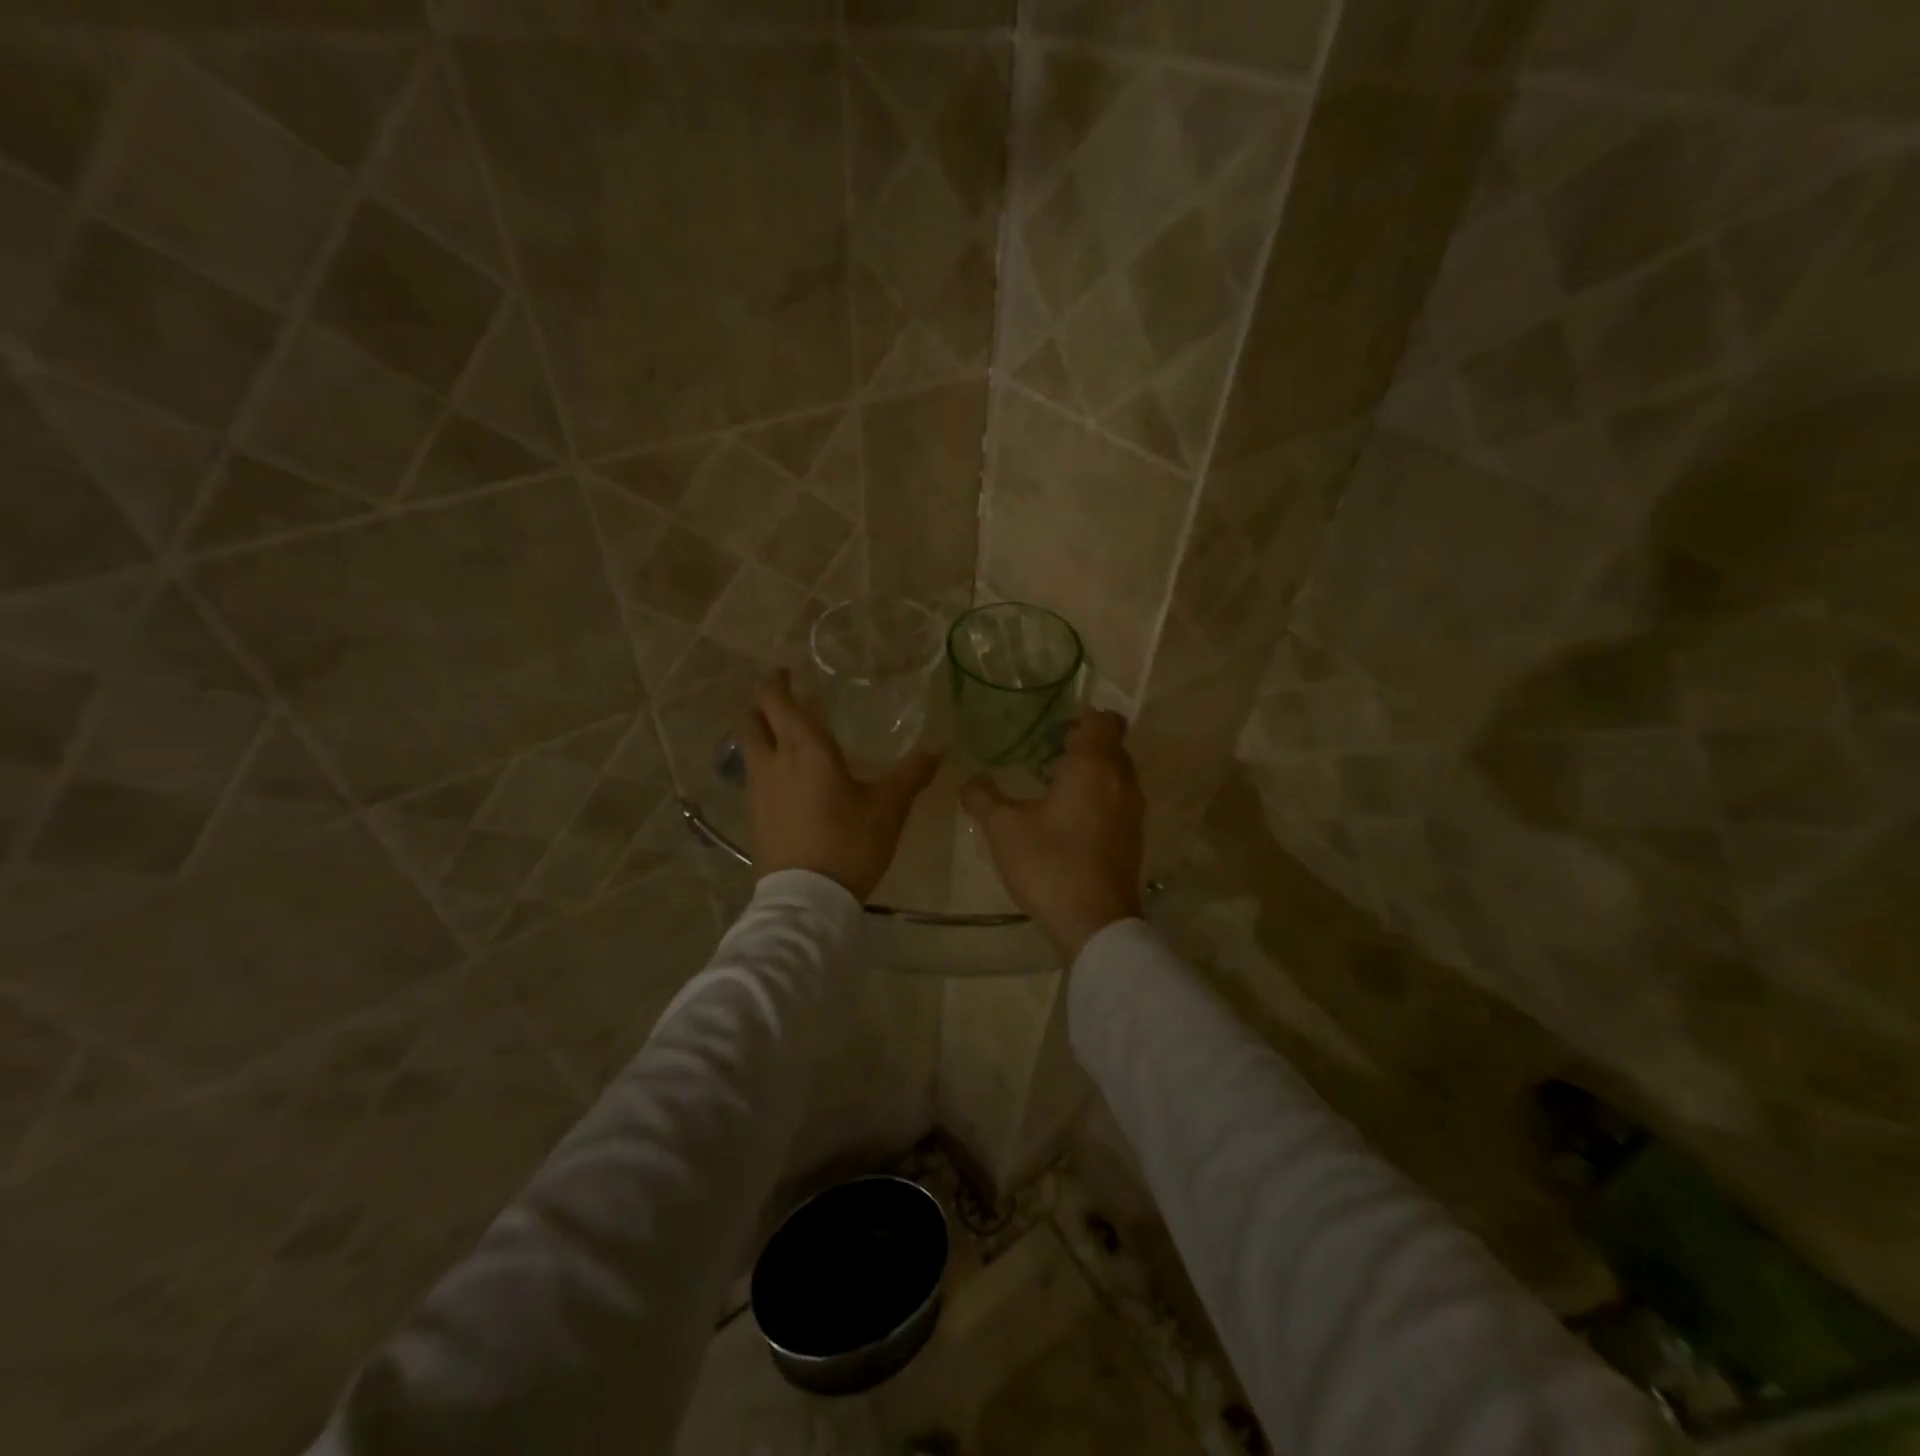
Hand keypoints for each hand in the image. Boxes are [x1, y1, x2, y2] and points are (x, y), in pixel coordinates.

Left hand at [739, 671, 940, 900]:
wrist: (806, 901)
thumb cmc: (849, 843)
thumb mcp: (889, 807)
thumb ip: (912, 772)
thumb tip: (940, 744)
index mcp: (805, 749)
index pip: (776, 701)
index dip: (777, 681)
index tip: (787, 672)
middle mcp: (772, 763)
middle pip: (750, 720)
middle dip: (762, 705)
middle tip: (785, 702)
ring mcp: (757, 791)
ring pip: (748, 749)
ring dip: (761, 735)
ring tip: (787, 739)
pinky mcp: (753, 818)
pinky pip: (753, 777)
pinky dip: (764, 765)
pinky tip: (787, 781)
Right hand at [960, 711, 1144, 964]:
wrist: (1095, 923)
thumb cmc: (1051, 863)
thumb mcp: (1004, 828)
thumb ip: (984, 797)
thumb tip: (969, 780)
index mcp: (1094, 766)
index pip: (1105, 720)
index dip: (1083, 717)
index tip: (1054, 727)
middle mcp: (1121, 781)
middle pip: (1111, 746)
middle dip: (1082, 745)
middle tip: (1044, 753)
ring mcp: (1132, 812)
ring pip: (1116, 776)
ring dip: (1090, 774)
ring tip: (1051, 786)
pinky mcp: (1132, 839)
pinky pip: (1118, 802)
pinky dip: (1097, 799)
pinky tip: (1066, 820)